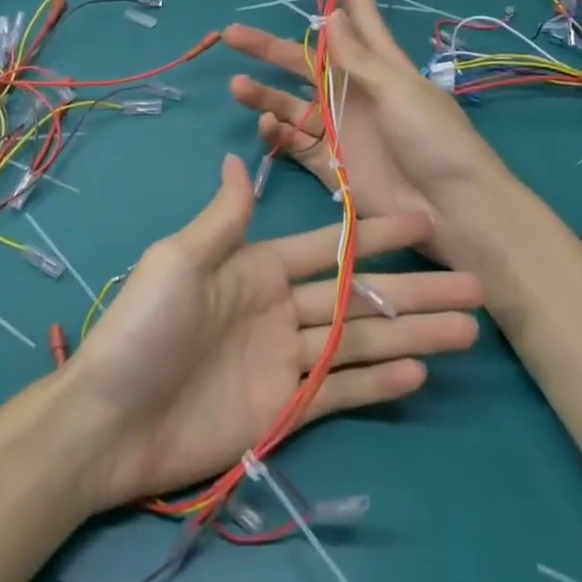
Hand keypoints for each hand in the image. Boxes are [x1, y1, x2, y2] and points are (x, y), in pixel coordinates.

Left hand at [65, 155, 481, 507]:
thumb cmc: (143, 329)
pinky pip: (341, 390)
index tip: (422, 221)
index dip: (374, 234)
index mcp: (256, 268)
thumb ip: (224, 219)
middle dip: (414, 289)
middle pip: (357, 295)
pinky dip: (379, 381)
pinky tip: (419, 371)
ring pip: (359, 341)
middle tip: (473, 285)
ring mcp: (285, 360)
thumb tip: (240, 160)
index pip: (328, 247)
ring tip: (467, 328)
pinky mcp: (285, 408)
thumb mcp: (179, 261)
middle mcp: (278, 309)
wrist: (108, 422)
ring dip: (412, 334)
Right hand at [223, 0, 505, 260]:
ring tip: (237, 85)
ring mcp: (339, 126)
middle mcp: (353, 90)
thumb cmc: (434, 140)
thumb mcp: (399, 90)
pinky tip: (267, 124)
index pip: (355, 14)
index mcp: (380, 64)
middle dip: (270, 46)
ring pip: (291, 100)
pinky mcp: (329, 161)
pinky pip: (293, 140)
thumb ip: (358, 58)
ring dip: (264, 91)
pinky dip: (276, 131)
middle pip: (305, 58)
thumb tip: (330, 13)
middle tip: (232, 33)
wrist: (451, 210)